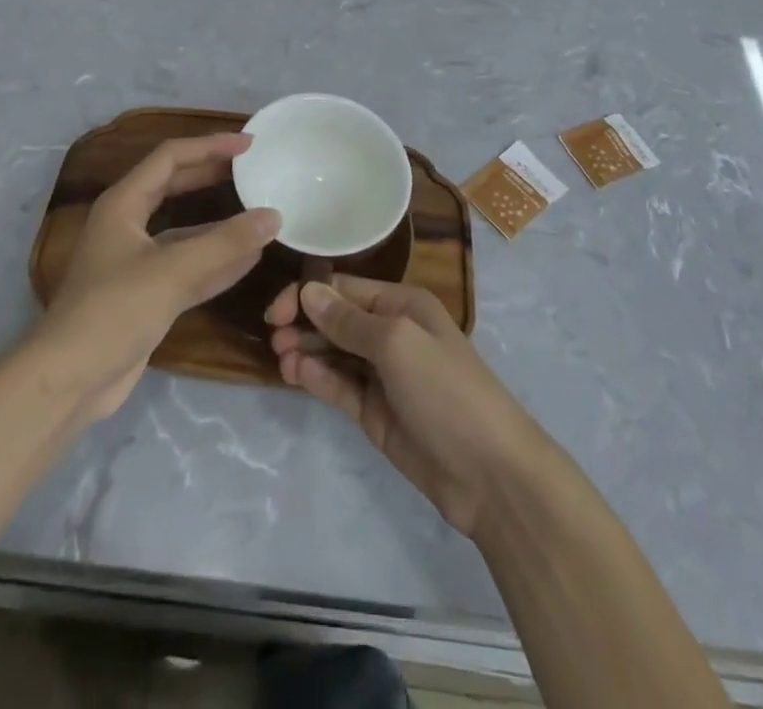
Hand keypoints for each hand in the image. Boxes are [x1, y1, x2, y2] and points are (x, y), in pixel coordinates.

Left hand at [34, 134, 278, 421]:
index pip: (170, 157)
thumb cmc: (114, 311)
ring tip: (260, 210)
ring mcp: (138, 261)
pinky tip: (250, 258)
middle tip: (254, 169)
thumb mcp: (173, 271)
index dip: (210, 145)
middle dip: (214, 175)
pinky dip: (218, 260)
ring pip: (186, 229)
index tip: (248, 144)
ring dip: (221, 222)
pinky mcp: (148, 294)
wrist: (69, 381)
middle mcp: (128, 225)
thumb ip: (226, 243)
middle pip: (176, 186)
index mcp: (124, 204)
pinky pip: (189, 266)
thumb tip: (274, 217)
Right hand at [267, 276, 548, 538]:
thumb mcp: (397, 343)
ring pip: (334, 354)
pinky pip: (340, 387)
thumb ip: (349, 320)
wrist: (489, 473)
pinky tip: (296, 376)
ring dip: (306, 351)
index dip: (309, 295)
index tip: (275, 311)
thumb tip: (308, 292)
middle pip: (336, 320)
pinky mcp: (375, 413)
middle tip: (274, 338)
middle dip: (304, 323)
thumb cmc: (446, 390)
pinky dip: (317, 379)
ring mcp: (383, 375)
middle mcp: (391, 333)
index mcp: (402, 305)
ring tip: (281, 359)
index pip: (344, 289)